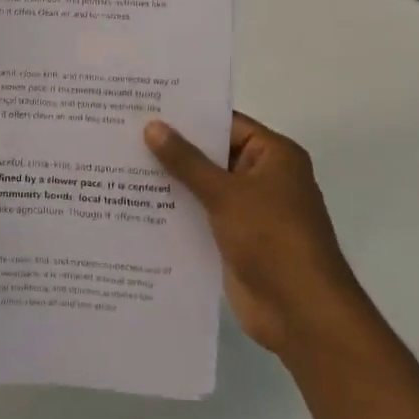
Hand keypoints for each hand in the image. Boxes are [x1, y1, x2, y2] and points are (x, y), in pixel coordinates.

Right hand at [144, 112, 358, 357]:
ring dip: (169, 181)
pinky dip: (175, 211)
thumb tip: (152, 126)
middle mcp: (262, 178)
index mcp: (273, 156)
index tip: (145, 106)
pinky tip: (135, 205)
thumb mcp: (226, 194)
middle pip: (211, 155)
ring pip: (202, 187)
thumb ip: (186, 161)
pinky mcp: (234, 240)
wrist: (300, 312)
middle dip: (171, 148)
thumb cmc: (272, 239)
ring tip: (118, 165)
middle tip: (122, 133)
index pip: (225, 124)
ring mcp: (248, 211)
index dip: (187, 115)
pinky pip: (200, 216)